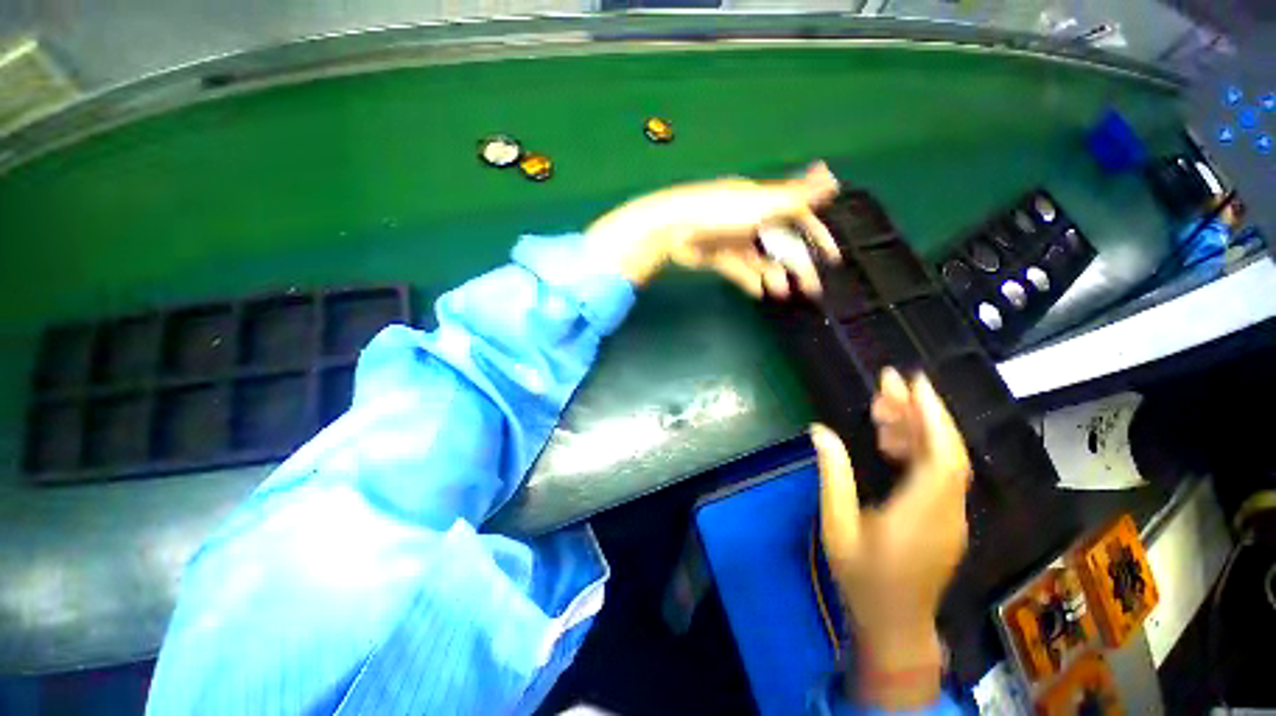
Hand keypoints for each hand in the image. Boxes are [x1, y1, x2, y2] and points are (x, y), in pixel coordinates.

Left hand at [584, 162, 841, 296]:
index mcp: (762, 199)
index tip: (832, 257)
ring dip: (774, 275)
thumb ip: (800, 193)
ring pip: (760, 258)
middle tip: (812, 288)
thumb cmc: (722, 212)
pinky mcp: (713, 254)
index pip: (799, 215)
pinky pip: (737, 269)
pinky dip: (749, 279)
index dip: (817, 234)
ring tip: (781, 292)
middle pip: (781, 241)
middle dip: (798, 263)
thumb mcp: (766, 202)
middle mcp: (748, 215)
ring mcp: (730, 235)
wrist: (670, 227)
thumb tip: (832, 176)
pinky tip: (758, 292)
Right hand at [813, 368, 971, 707]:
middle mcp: (948, 505)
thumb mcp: (838, 532)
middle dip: (919, 412)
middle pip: (944, 446)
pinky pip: (946, 478)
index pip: (938, 447)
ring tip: (883, 419)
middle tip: (885, 390)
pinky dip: (927, 456)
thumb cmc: (863, 582)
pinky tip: (897, 453)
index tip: (913, 379)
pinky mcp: (954, 522)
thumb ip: (834, 478)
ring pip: (947, 460)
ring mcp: (956, 514)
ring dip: (921, 433)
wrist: (895, 626)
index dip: (930, 409)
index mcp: (921, 507)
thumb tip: (820, 432)